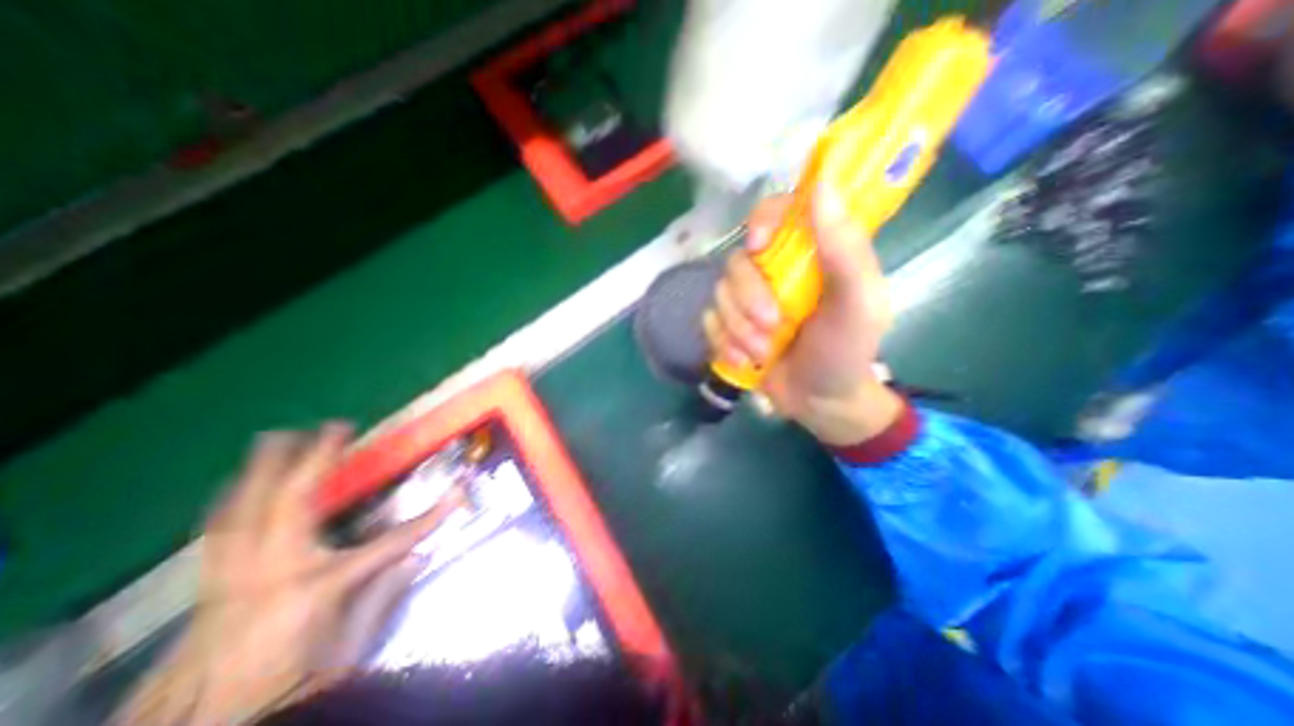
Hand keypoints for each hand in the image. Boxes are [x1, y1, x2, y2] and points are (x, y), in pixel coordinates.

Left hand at [114, 422, 461, 723]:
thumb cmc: (292, 685)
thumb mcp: (351, 646)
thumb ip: (385, 595)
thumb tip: (421, 556)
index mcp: (316, 587)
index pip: (390, 543)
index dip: (430, 518)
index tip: (459, 492)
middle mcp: (270, 573)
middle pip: (290, 503)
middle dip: (311, 459)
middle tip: (330, 426)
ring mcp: (233, 577)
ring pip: (243, 509)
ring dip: (262, 470)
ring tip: (275, 439)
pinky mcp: (211, 587)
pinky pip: (218, 531)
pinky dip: (229, 500)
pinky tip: (234, 486)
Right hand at [704, 185, 901, 446]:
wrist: (819, 402)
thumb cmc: (846, 351)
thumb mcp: (858, 304)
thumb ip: (846, 250)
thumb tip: (824, 185)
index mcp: (809, 254)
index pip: (777, 212)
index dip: (762, 221)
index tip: (759, 246)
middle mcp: (773, 270)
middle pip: (737, 261)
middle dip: (749, 299)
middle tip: (772, 327)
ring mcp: (747, 299)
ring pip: (719, 295)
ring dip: (739, 329)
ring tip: (763, 352)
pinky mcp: (729, 325)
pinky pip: (708, 322)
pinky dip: (724, 343)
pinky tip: (744, 360)